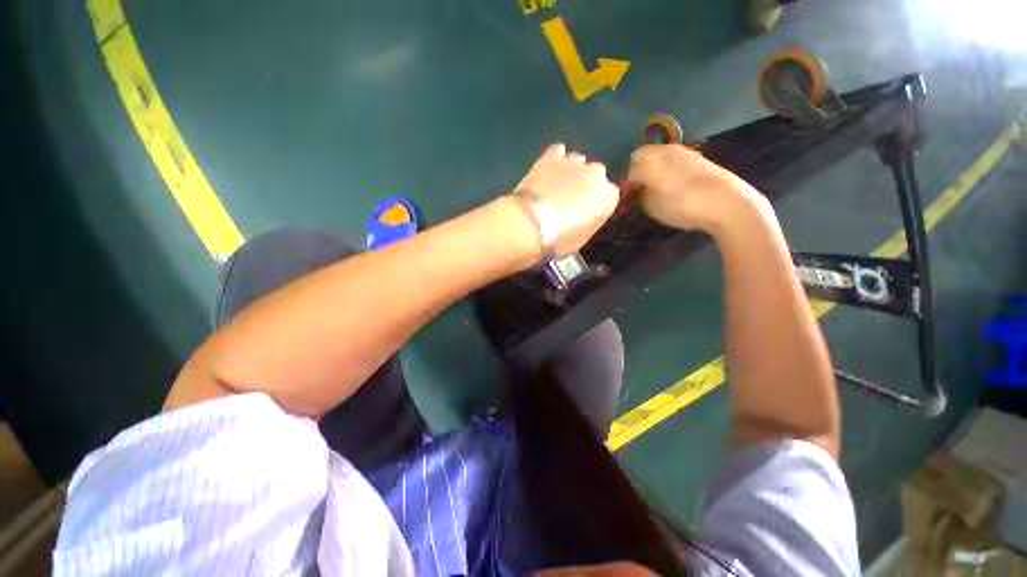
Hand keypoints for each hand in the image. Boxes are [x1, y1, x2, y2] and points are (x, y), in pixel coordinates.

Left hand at [515, 144, 618, 254]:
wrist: (530, 225)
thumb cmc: (559, 240)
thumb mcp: (581, 238)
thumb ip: (589, 220)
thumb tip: (583, 215)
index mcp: (608, 196)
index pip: (608, 196)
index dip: (595, 204)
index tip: (584, 213)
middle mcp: (596, 174)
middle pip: (595, 175)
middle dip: (585, 185)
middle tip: (569, 200)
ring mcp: (574, 162)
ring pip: (577, 162)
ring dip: (570, 172)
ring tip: (555, 186)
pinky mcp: (551, 156)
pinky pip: (558, 151)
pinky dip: (555, 159)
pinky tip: (548, 170)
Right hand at [626, 145, 764, 233]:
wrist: (727, 203)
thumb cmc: (683, 204)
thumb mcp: (651, 205)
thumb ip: (640, 194)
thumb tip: (638, 188)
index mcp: (651, 159)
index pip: (629, 164)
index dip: (627, 179)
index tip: (629, 194)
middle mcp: (666, 149)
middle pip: (645, 156)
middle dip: (641, 171)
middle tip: (642, 191)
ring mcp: (685, 152)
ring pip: (661, 157)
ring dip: (656, 170)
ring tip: (659, 189)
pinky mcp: (699, 159)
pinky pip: (676, 161)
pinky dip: (671, 171)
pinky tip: (677, 187)